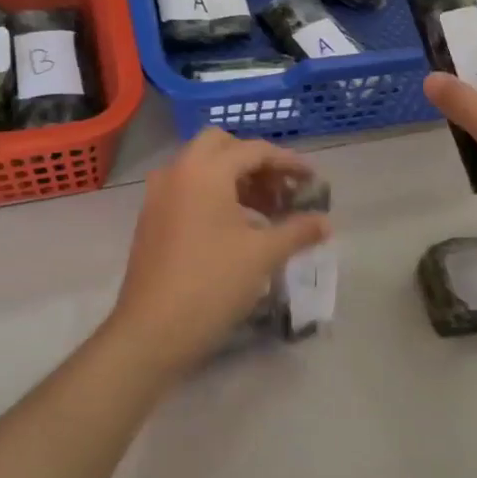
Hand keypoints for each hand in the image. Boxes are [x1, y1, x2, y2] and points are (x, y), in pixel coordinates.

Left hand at [107, 129, 329, 371]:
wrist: (152, 331)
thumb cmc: (212, 284)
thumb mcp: (263, 255)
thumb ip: (298, 230)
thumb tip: (325, 222)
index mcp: (204, 171)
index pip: (253, 150)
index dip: (288, 162)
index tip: (312, 180)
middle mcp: (177, 172)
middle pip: (220, 146)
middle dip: (255, 162)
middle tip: (280, 190)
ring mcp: (158, 195)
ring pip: (200, 168)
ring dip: (234, 179)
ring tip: (265, 212)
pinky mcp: (151, 219)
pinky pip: (186, 190)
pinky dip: (213, 195)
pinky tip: (235, 228)